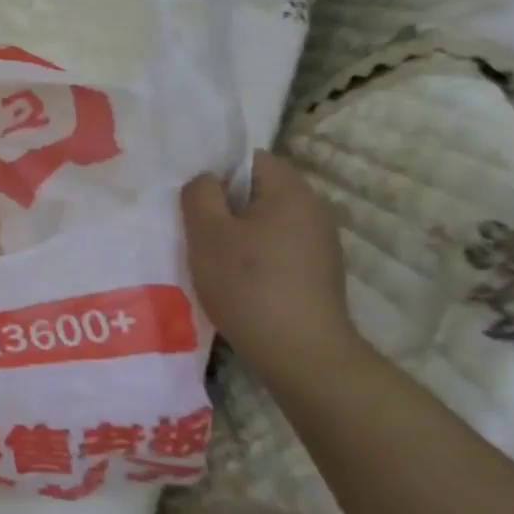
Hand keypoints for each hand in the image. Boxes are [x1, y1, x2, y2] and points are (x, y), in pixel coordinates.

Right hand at [180, 150, 361, 382]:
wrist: (301, 355)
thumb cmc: (249, 285)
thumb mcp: (207, 233)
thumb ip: (200, 194)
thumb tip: (207, 180)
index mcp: (291, 191)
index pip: (250, 159)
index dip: (217, 172)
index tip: (193, 199)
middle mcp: (314, 210)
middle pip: (258, 191)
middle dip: (224, 206)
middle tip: (194, 229)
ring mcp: (320, 244)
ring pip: (266, 222)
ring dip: (237, 234)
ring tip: (210, 258)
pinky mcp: (317, 274)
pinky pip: (277, 248)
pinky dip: (254, 257)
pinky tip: (236, 281)